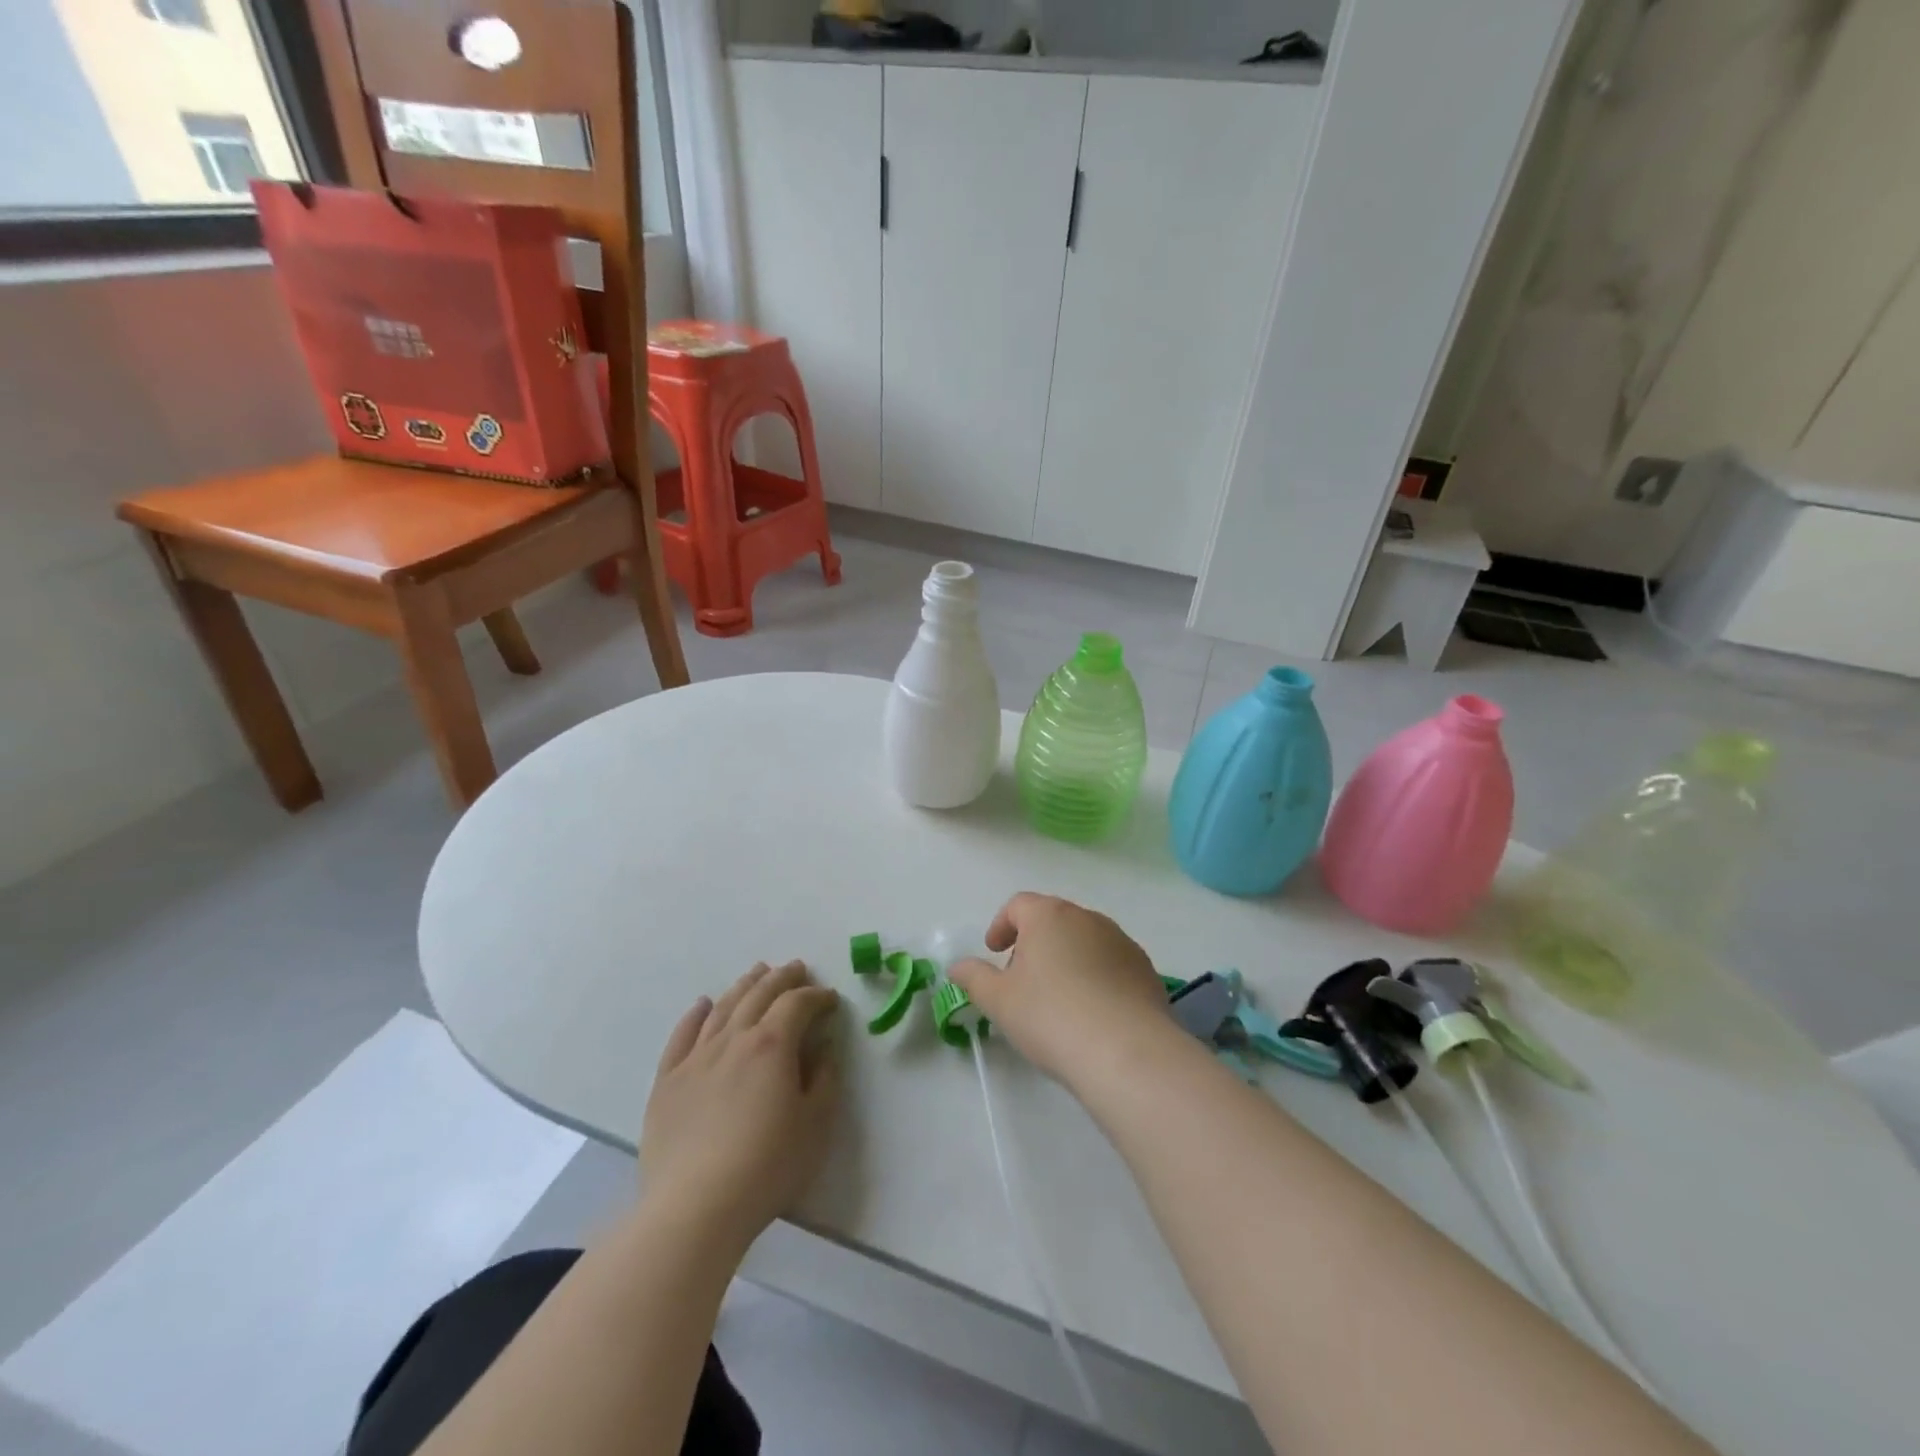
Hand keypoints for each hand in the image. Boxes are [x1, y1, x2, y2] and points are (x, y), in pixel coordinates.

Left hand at [640, 962, 841, 1254]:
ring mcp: (696, 1058)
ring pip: (723, 1008)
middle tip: (796, 968)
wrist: (694, 1208)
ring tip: (757, 972)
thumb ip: (823, 1078)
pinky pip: (682, 1035)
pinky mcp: (667, 1081)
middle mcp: (733, 1039)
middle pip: (759, 995)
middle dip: (782, 978)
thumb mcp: (815, 1124)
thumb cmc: (766, 1167)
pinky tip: (703, 1004)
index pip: (797, 1004)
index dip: (816, 996)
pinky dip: (695, 1014)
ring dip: (744, 986)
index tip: (830, 999)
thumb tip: (822, 1047)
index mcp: (772, 1045)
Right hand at [948, 893, 1174, 1085]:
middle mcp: (1087, 918)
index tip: (994, 952)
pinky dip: (1095, 977)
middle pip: (1053, 920)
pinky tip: (1091, 1013)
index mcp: (1049, 916)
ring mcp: (1121, 942)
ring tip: (1058, 999)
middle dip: (1034, 943)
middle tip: (1021, 979)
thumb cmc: (1051, 1017)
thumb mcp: (999, 1000)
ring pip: (1084, 941)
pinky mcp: (1144, 969)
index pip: (1019, 905)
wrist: (1126, 1051)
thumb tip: (957, 966)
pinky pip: (1111, 964)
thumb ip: (973, 978)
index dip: (1001, 925)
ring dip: (1066, 959)